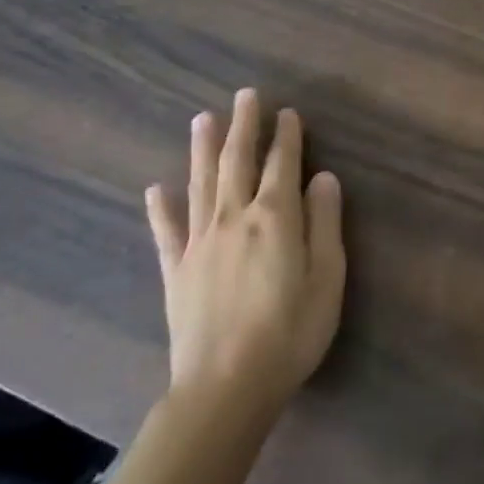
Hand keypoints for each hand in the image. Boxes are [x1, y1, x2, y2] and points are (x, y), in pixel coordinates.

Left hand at [145, 90, 345, 412]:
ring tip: (203, 118)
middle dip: (244, 127)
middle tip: (246, 95)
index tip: (288, 113)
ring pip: (200, 184)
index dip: (287, 136)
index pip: (283, 165)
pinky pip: (167, 231)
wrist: (225, 387)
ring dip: (203, 149)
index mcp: (275, 218)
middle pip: (238, 162)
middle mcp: (233, 219)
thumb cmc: (290, 332)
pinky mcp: (177, 271)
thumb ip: (325, 223)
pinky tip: (156, 188)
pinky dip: (161, 207)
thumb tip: (323, 178)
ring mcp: (199, 243)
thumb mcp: (327, 278)